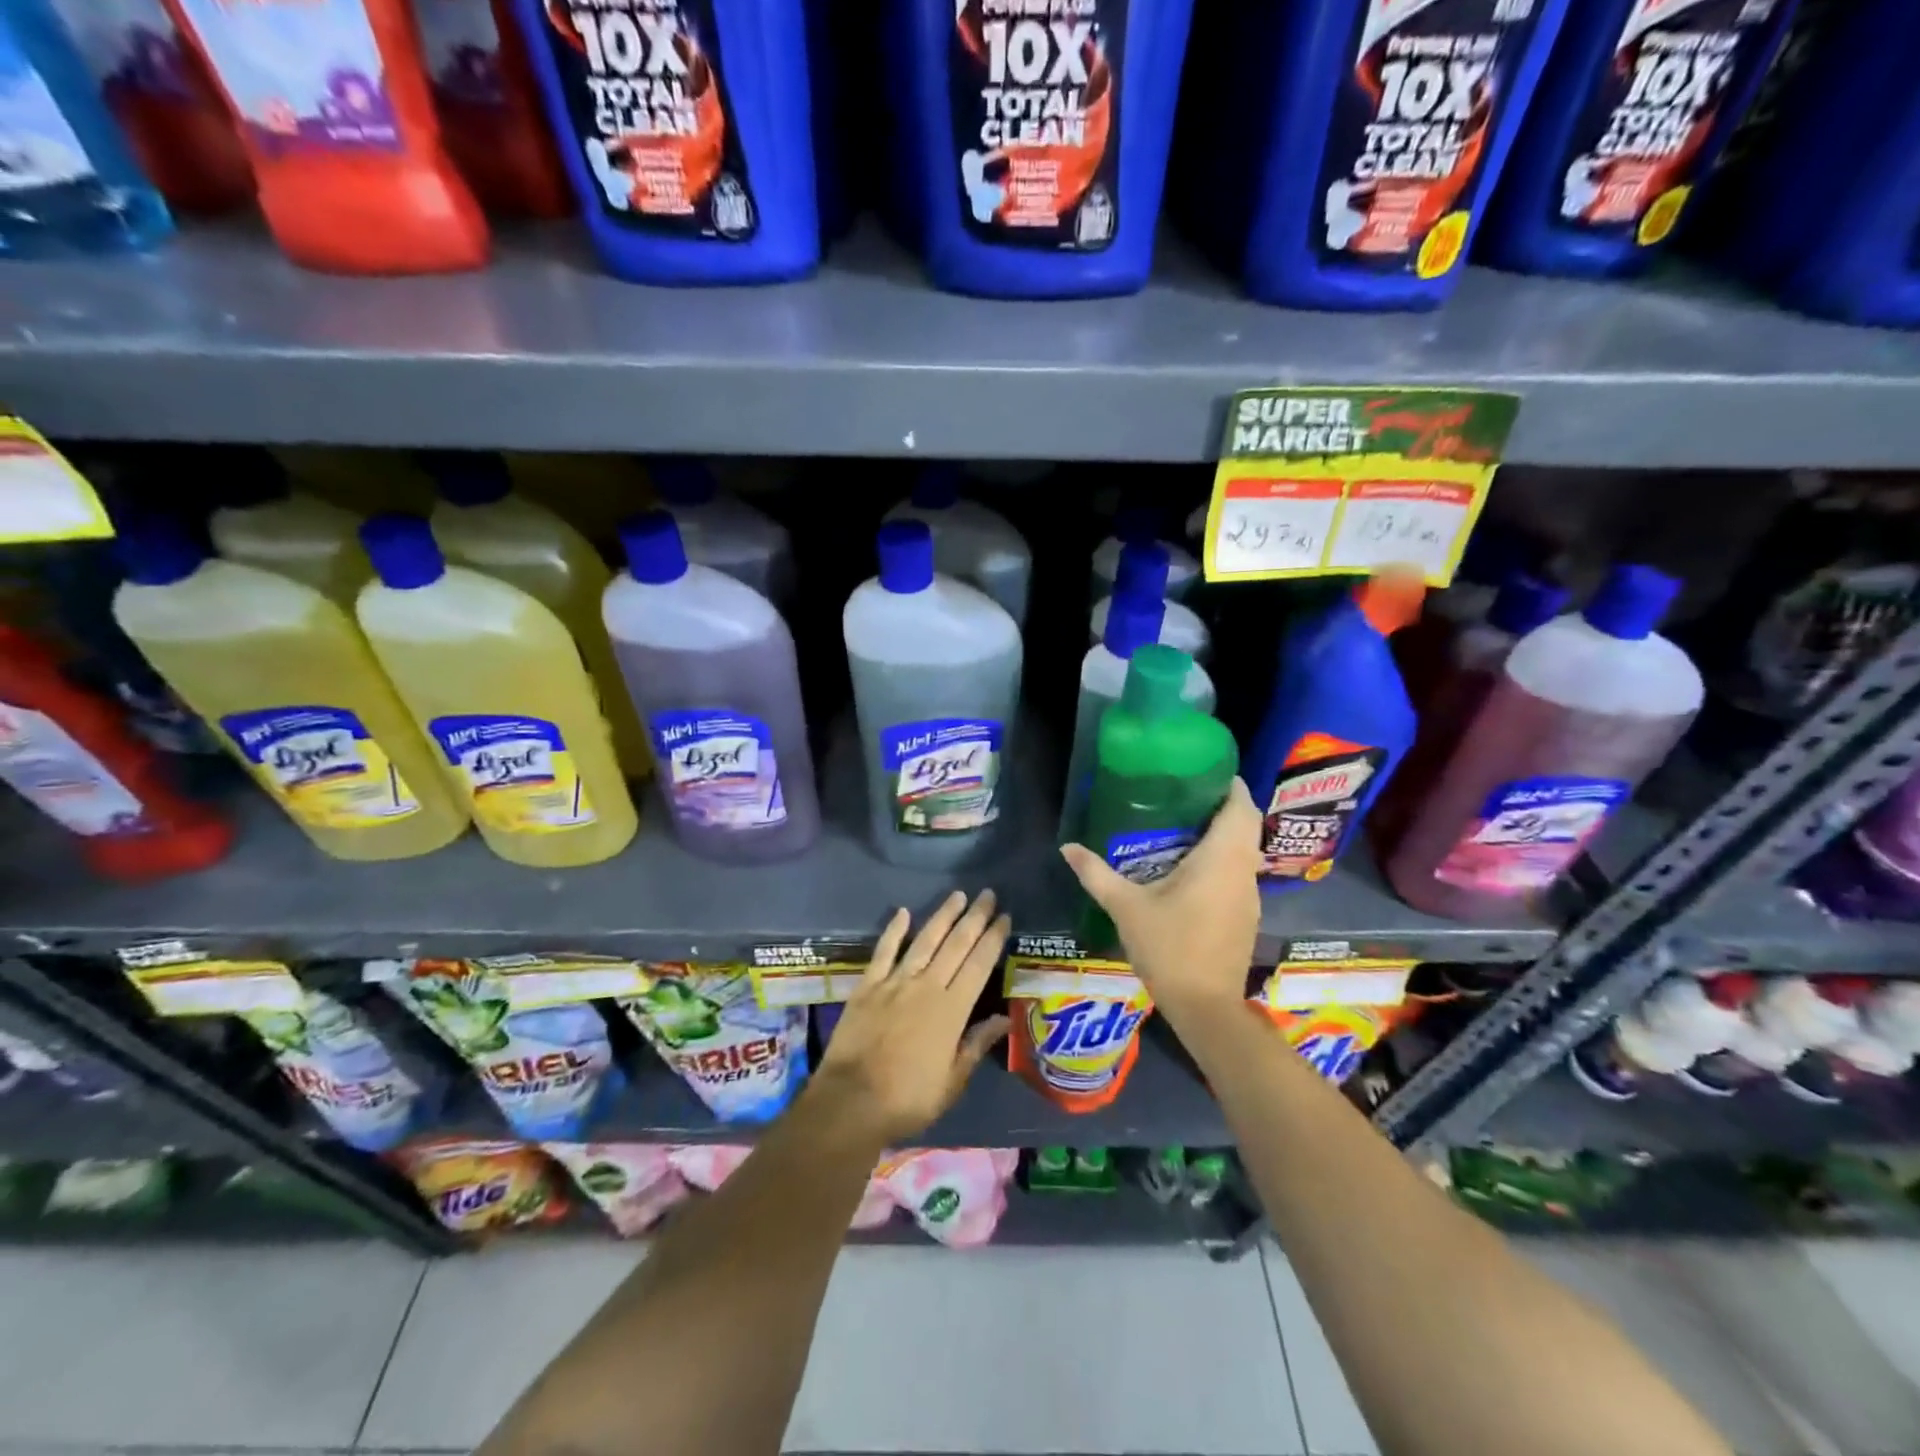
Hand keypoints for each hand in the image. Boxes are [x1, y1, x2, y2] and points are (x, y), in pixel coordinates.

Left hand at [810, 890, 1011, 1145]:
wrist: (851, 1101)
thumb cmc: (908, 1099)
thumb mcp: (952, 1082)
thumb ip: (975, 1045)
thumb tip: (1003, 1019)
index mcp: (952, 1010)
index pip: (979, 964)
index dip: (993, 939)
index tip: (1004, 917)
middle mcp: (926, 986)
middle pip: (955, 944)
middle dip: (974, 918)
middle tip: (988, 895)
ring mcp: (894, 982)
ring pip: (924, 940)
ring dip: (942, 916)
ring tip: (958, 895)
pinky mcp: (867, 986)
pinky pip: (883, 951)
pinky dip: (894, 930)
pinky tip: (903, 912)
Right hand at [1060, 778, 1261, 1014]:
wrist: (1205, 1006)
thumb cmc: (1169, 948)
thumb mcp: (1126, 908)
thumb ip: (1097, 874)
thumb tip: (1067, 847)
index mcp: (1221, 860)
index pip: (1241, 808)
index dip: (1230, 785)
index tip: (1208, 770)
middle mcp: (1243, 871)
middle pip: (1247, 826)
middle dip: (1225, 806)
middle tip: (1189, 794)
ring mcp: (1249, 895)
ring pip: (1246, 850)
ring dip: (1226, 834)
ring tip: (1187, 824)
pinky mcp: (1246, 915)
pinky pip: (1240, 872)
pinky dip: (1224, 859)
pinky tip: (1193, 868)